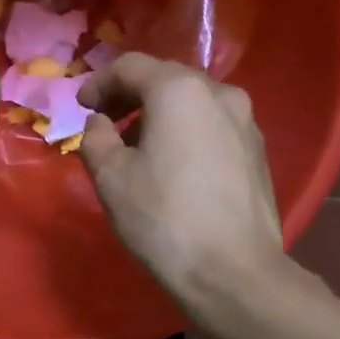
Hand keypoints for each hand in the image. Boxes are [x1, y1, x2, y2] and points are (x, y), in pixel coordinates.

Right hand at [77, 53, 285, 310]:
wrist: (232, 271)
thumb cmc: (163, 219)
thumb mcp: (111, 177)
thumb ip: (96, 138)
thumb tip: (101, 123)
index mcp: (179, 91)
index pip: (131, 67)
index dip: (99, 83)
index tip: (81, 106)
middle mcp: (220, 93)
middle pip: (165, 80)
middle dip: (130, 96)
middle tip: (105, 122)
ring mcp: (246, 122)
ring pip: (192, 103)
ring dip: (159, 115)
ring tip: (137, 147)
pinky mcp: (257, 152)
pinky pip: (212, 126)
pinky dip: (186, 132)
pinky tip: (173, 165)